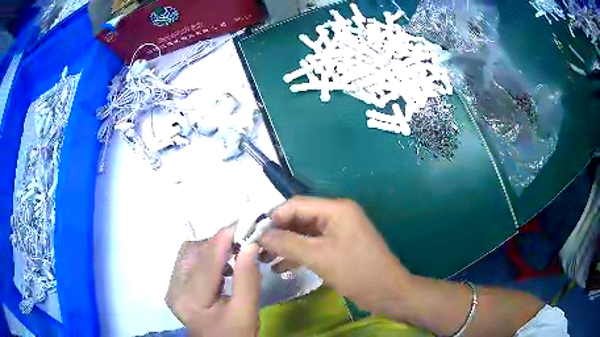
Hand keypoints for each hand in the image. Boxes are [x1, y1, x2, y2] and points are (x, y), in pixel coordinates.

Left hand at [166, 227, 260, 335]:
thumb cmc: (235, 335)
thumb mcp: (246, 312)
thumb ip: (248, 279)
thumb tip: (250, 245)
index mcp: (190, 300)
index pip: (206, 261)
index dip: (225, 238)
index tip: (245, 223)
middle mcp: (174, 289)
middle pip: (193, 251)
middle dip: (218, 242)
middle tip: (243, 241)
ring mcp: (172, 287)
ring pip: (190, 253)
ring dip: (213, 248)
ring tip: (236, 253)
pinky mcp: (176, 287)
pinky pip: (190, 261)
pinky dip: (208, 257)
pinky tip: (224, 266)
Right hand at [259, 196, 411, 315]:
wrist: (387, 292)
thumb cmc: (356, 272)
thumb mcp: (319, 257)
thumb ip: (287, 243)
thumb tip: (260, 234)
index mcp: (336, 209)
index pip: (296, 205)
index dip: (273, 217)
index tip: (254, 234)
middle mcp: (337, 215)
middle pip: (299, 218)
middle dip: (277, 233)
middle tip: (257, 249)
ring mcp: (338, 232)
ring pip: (304, 234)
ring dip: (285, 245)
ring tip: (264, 260)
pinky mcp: (338, 247)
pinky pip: (313, 246)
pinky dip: (297, 255)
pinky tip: (281, 267)